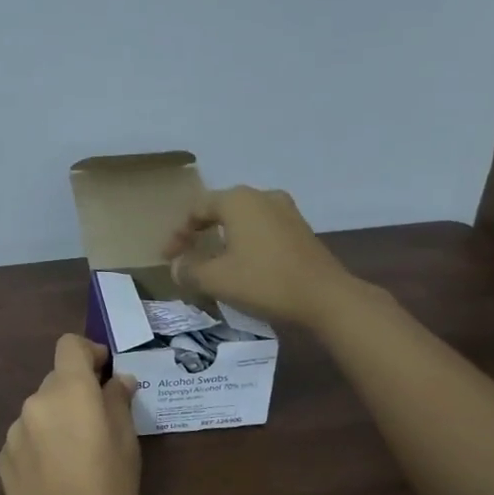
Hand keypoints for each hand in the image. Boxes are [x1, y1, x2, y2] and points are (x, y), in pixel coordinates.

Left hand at [0, 336, 140, 494]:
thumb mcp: (127, 444)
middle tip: (100, 422)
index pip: (68, 345)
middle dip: (77, 392)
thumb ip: (118, 402)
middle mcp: (35, 401)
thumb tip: (117, 380)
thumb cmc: (110, 493)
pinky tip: (56, 475)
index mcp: (68, 390)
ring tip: (77, 455)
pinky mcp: (3, 458)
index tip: (105, 372)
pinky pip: (26, 437)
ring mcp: (14, 431)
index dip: (88, 352)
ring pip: (41, 410)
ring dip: (58, 419)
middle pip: (56, 380)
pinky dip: (41, 443)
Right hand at [162, 185, 357, 328]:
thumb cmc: (264, 280)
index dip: (178, 233)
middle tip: (186, 255)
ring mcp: (286, 211)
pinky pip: (262, 230)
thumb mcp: (216, 279)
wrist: (325, 297)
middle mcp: (262, 196)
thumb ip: (189, 270)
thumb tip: (176, 267)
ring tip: (212, 260)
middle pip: (221, 210)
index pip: (197, 209)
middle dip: (200, 232)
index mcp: (238, 200)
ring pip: (243, 220)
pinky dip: (245, 243)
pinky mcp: (301, 230)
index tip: (167, 257)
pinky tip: (242, 264)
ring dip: (224, 238)